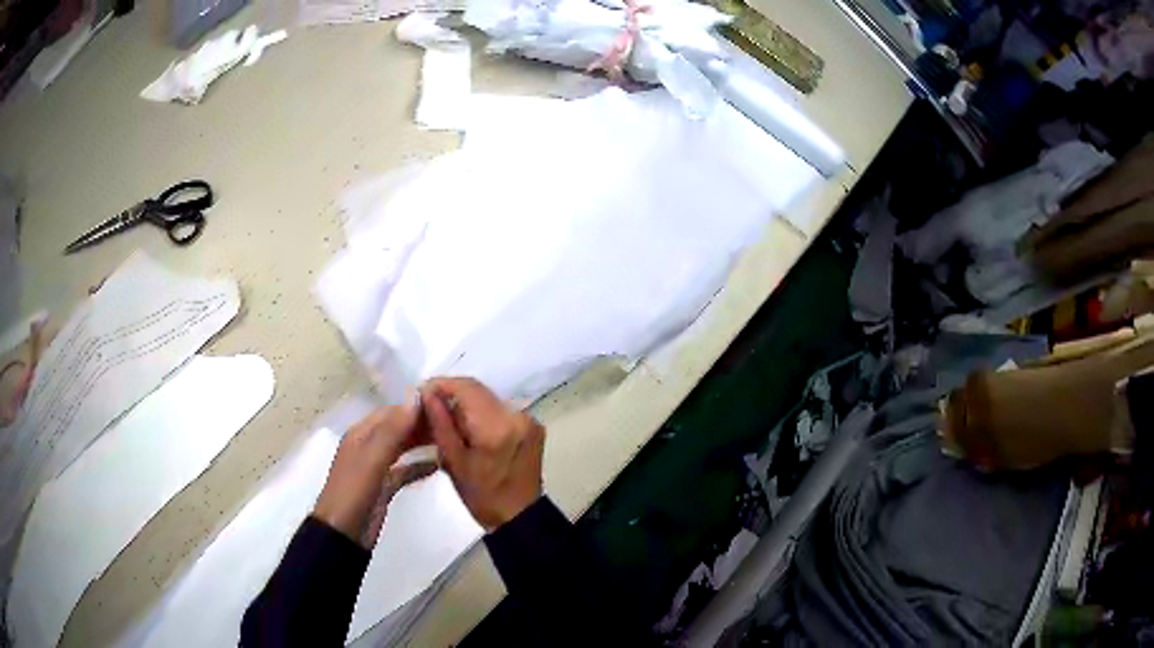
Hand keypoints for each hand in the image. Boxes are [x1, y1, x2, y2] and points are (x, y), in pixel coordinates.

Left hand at [313, 403, 436, 548]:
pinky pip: (405, 470)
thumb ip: (393, 431)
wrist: (343, 534)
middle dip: (421, 424)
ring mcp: (376, 467)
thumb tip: (415, 396)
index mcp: (361, 434)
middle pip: (398, 428)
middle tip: (453, 423)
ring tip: (450, 439)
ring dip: (422, 442)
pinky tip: (439, 466)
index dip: (415, 406)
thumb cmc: (354, 492)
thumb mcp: (372, 460)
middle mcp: (368, 446)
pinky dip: (419, 466)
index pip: (392, 411)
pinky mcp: (384, 486)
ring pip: (402, 447)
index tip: (445, 404)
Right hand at [422, 377, 544, 530]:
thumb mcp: (453, 462)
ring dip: (468, 403)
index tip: (422, 391)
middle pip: (479, 391)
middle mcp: (517, 415)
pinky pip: (502, 409)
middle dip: (453, 394)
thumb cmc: (482, 496)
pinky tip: (471, 428)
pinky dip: (484, 413)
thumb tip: (428, 392)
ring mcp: (529, 419)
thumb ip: (441, 423)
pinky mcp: (534, 425)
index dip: (443, 384)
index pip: (467, 387)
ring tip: (448, 418)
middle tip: (431, 406)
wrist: (519, 516)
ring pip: (490, 398)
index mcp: (497, 427)